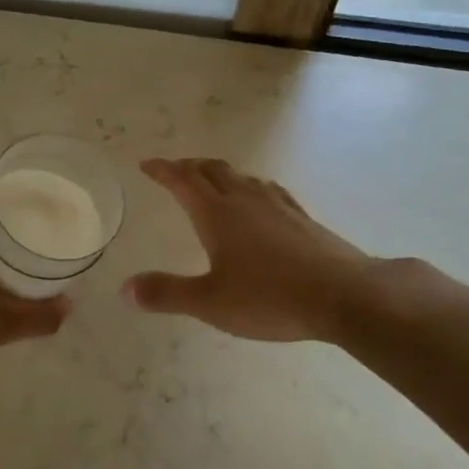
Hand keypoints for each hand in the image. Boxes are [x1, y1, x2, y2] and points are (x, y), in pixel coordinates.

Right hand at [124, 158, 376, 342]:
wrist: (343, 295)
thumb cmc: (270, 298)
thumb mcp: (210, 302)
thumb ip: (167, 294)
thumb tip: (124, 289)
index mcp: (217, 214)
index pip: (183, 181)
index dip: (163, 171)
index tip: (146, 165)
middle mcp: (245, 200)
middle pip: (212, 170)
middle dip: (189, 167)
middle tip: (174, 170)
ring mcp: (278, 205)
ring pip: (241, 177)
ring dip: (219, 173)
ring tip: (211, 180)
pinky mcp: (302, 217)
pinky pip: (268, 190)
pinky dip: (251, 186)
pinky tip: (259, 197)